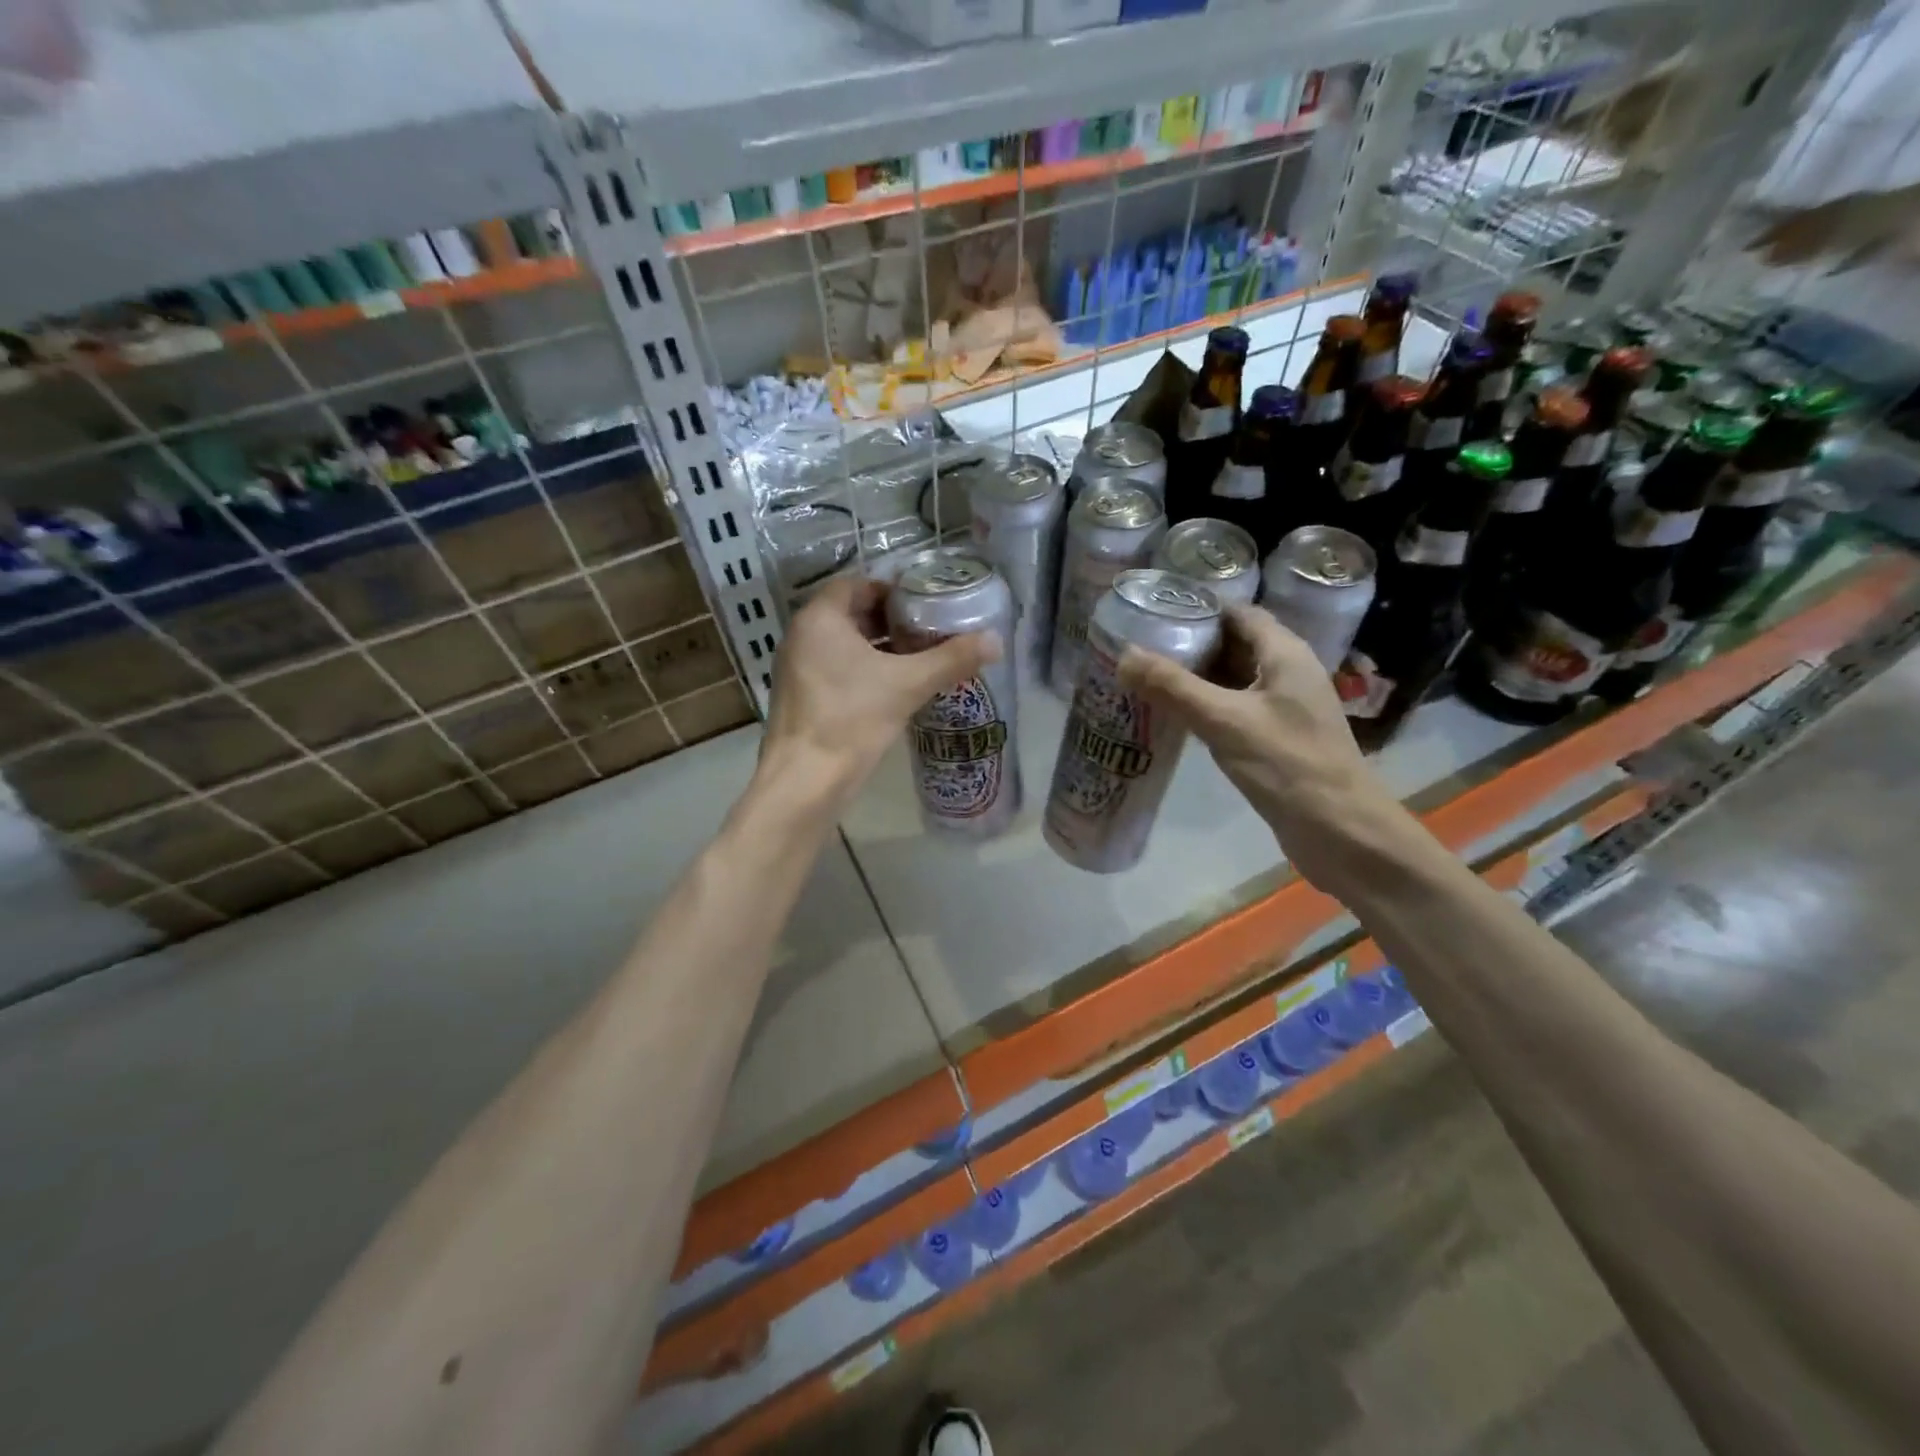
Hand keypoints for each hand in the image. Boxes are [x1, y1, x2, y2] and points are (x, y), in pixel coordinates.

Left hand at [758, 576, 999, 807]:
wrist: (805, 780)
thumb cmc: (852, 718)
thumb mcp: (909, 684)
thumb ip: (952, 659)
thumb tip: (995, 641)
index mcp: (820, 619)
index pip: (857, 585)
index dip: (892, 590)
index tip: (925, 604)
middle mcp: (801, 636)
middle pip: (851, 614)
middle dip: (890, 621)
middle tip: (928, 630)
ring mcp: (796, 668)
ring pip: (843, 645)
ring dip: (879, 648)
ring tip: (918, 657)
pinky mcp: (801, 697)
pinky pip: (835, 669)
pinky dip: (863, 670)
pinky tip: (894, 688)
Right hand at [1117, 605, 1400, 886]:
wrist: (1339, 831)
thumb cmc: (1287, 764)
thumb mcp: (1223, 720)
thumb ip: (1173, 687)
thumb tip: (1124, 655)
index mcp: (1285, 653)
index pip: (1237, 614)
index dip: (1197, 610)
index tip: (1152, 614)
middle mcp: (1287, 672)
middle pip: (1233, 644)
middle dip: (1189, 645)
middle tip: (1138, 648)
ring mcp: (1284, 707)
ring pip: (1232, 680)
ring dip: (1195, 678)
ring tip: (1145, 678)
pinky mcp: (1276, 738)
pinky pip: (1235, 709)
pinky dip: (1205, 707)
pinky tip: (1173, 717)